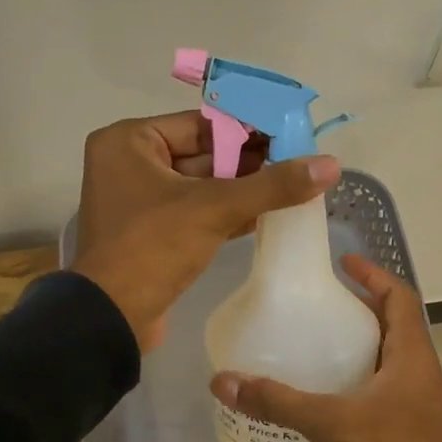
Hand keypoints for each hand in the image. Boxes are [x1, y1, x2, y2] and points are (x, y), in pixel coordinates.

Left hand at [71, 111, 339, 351]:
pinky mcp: (151, 233)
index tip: (292, 135)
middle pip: (202, 153)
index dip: (248, 129)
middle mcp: (129, 163)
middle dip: (249, 161)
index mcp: (129, 141)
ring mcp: (139, 201)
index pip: (200, 124)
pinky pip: (195, 212)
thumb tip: (331, 164)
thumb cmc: (153, 248)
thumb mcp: (215, 209)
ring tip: (292, 187)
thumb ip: (272, 185)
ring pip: (201, 186)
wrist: (110, 318)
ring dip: (242, 189)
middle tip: (298, 163)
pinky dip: (226, 213)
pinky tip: (266, 215)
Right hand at [209, 255, 441, 441]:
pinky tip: (327, 395)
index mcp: (411, 354)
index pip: (399, 297)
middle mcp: (419, 369)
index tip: (342, 262)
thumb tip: (223, 381)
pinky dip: (357, 377)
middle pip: (392, 323)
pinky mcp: (410, 426)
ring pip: (388, 356)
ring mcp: (418, 400)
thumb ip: (279, 402)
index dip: (374, 274)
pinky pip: (383, 386)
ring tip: (316, 343)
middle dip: (359, 307)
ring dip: (358, 343)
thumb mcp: (334, 424)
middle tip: (317, 304)